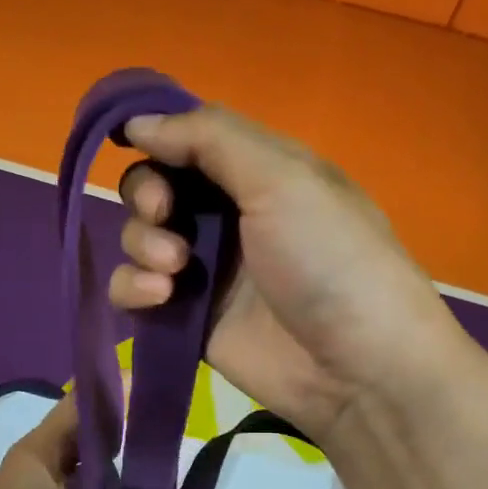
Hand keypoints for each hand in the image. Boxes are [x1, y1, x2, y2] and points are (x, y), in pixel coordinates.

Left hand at [0, 395, 221, 488]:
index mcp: (39, 454)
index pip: (83, 402)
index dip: (121, 390)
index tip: (162, 387)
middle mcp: (31, 466)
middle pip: (85, 437)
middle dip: (128, 435)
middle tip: (176, 436)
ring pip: (79, 472)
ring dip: (115, 473)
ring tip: (163, 474)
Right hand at [112, 105, 474, 441]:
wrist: (355, 367)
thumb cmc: (328, 258)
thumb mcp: (283, 178)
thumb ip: (209, 138)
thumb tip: (137, 121)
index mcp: (259, 172)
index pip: (190, 140)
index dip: (158, 138)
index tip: (133, 142)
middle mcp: (229, 216)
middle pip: (155, 186)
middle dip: (147, 194)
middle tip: (164, 213)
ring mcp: (205, 270)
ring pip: (139, 238)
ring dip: (143, 243)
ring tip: (175, 268)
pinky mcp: (186, 318)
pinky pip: (134, 291)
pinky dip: (133, 288)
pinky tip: (159, 298)